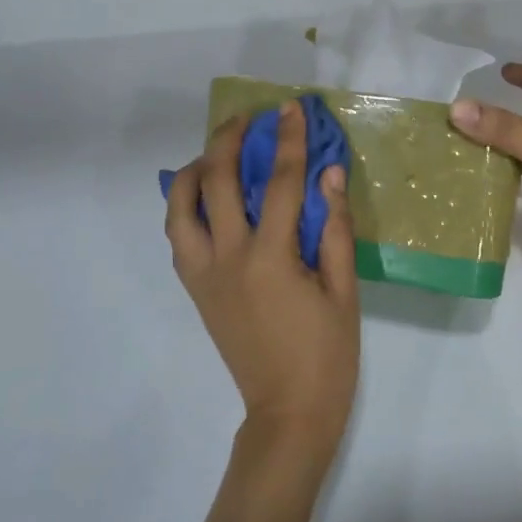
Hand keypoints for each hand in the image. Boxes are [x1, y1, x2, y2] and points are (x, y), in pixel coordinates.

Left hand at [165, 101, 360, 451]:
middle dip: (229, 139)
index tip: (291, 108)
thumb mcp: (343, 290)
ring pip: (178, 207)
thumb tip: (329, 173)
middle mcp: (226, 259)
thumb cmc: (327, 354)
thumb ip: (333, 227)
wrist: (287, 413)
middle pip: (214, 181)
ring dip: (194, 169)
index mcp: (269, 258)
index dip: (287, 140)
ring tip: (216, 152)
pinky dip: (185, 205)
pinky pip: (178, 235)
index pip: (278, 182)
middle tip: (248, 119)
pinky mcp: (195, 290)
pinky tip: (207, 197)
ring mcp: (203, 275)